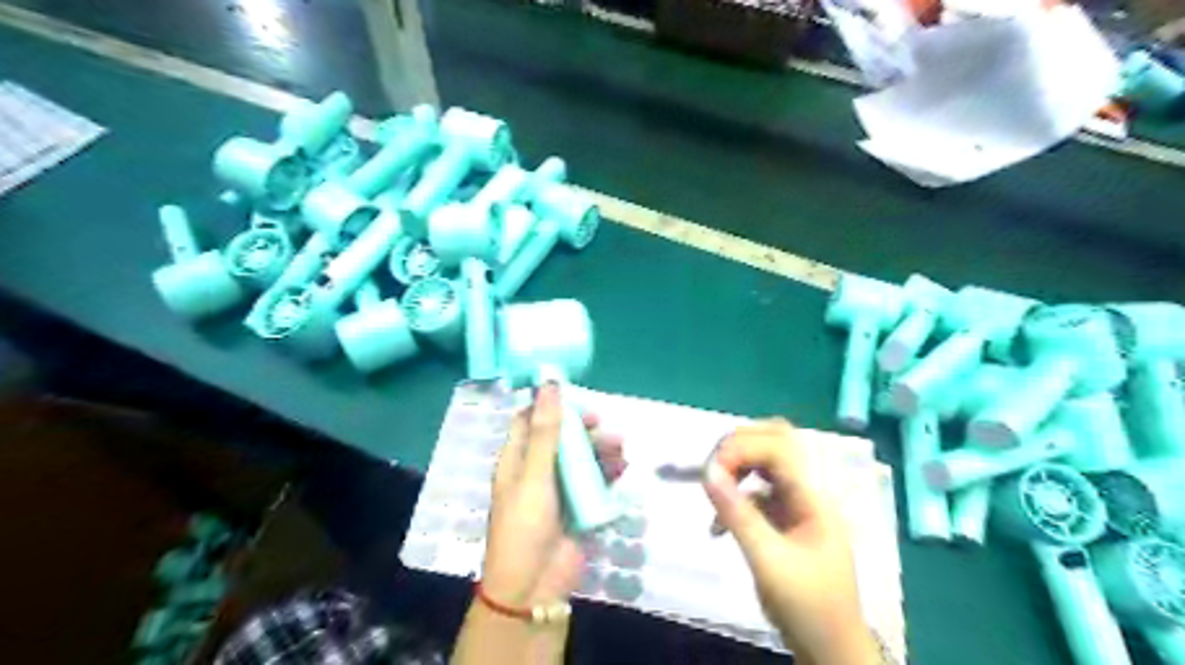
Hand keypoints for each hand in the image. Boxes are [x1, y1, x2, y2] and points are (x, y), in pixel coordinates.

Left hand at [480, 381, 628, 610]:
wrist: (534, 588)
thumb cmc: (525, 525)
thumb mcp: (534, 474)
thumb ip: (545, 432)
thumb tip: (549, 385)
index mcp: (516, 460)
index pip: (529, 422)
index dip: (549, 406)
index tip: (573, 395)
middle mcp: (537, 471)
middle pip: (561, 439)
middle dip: (583, 429)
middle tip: (603, 422)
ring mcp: (559, 491)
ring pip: (582, 459)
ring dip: (600, 450)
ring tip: (620, 448)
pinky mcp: (578, 509)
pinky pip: (595, 483)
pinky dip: (608, 474)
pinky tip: (623, 470)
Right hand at [701, 421, 878, 664]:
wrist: (831, 650)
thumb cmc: (807, 607)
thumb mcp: (768, 562)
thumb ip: (738, 514)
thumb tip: (707, 472)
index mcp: (812, 496)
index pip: (778, 446)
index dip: (741, 448)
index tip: (710, 472)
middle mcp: (807, 491)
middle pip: (776, 442)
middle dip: (739, 445)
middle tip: (711, 467)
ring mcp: (797, 504)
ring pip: (765, 463)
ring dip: (736, 468)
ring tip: (712, 490)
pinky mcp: (785, 519)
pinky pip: (757, 492)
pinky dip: (736, 497)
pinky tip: (718, 527)